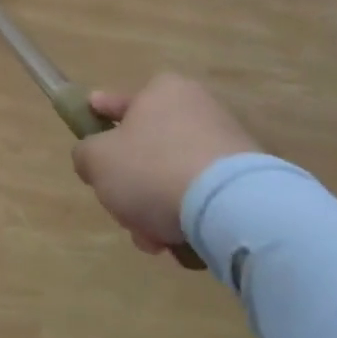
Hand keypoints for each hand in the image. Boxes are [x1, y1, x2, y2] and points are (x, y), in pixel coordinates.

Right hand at [72, 74, 259, 254]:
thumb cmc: (154, 169)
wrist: (235, 210)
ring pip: (173, 180)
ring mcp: (229, 148)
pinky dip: (190, 222)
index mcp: (164, 91)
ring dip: (157, 212)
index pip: (122, 101)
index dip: (101, 114)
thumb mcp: (97, 160)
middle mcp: (199, 111)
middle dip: (131, 187)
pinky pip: (205, 201)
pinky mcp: (250, 185)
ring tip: (155, 242)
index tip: (94, 123)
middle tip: (122, 211)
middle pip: (147, 150)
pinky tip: (183, 246)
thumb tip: (93, 161)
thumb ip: (85, 155)